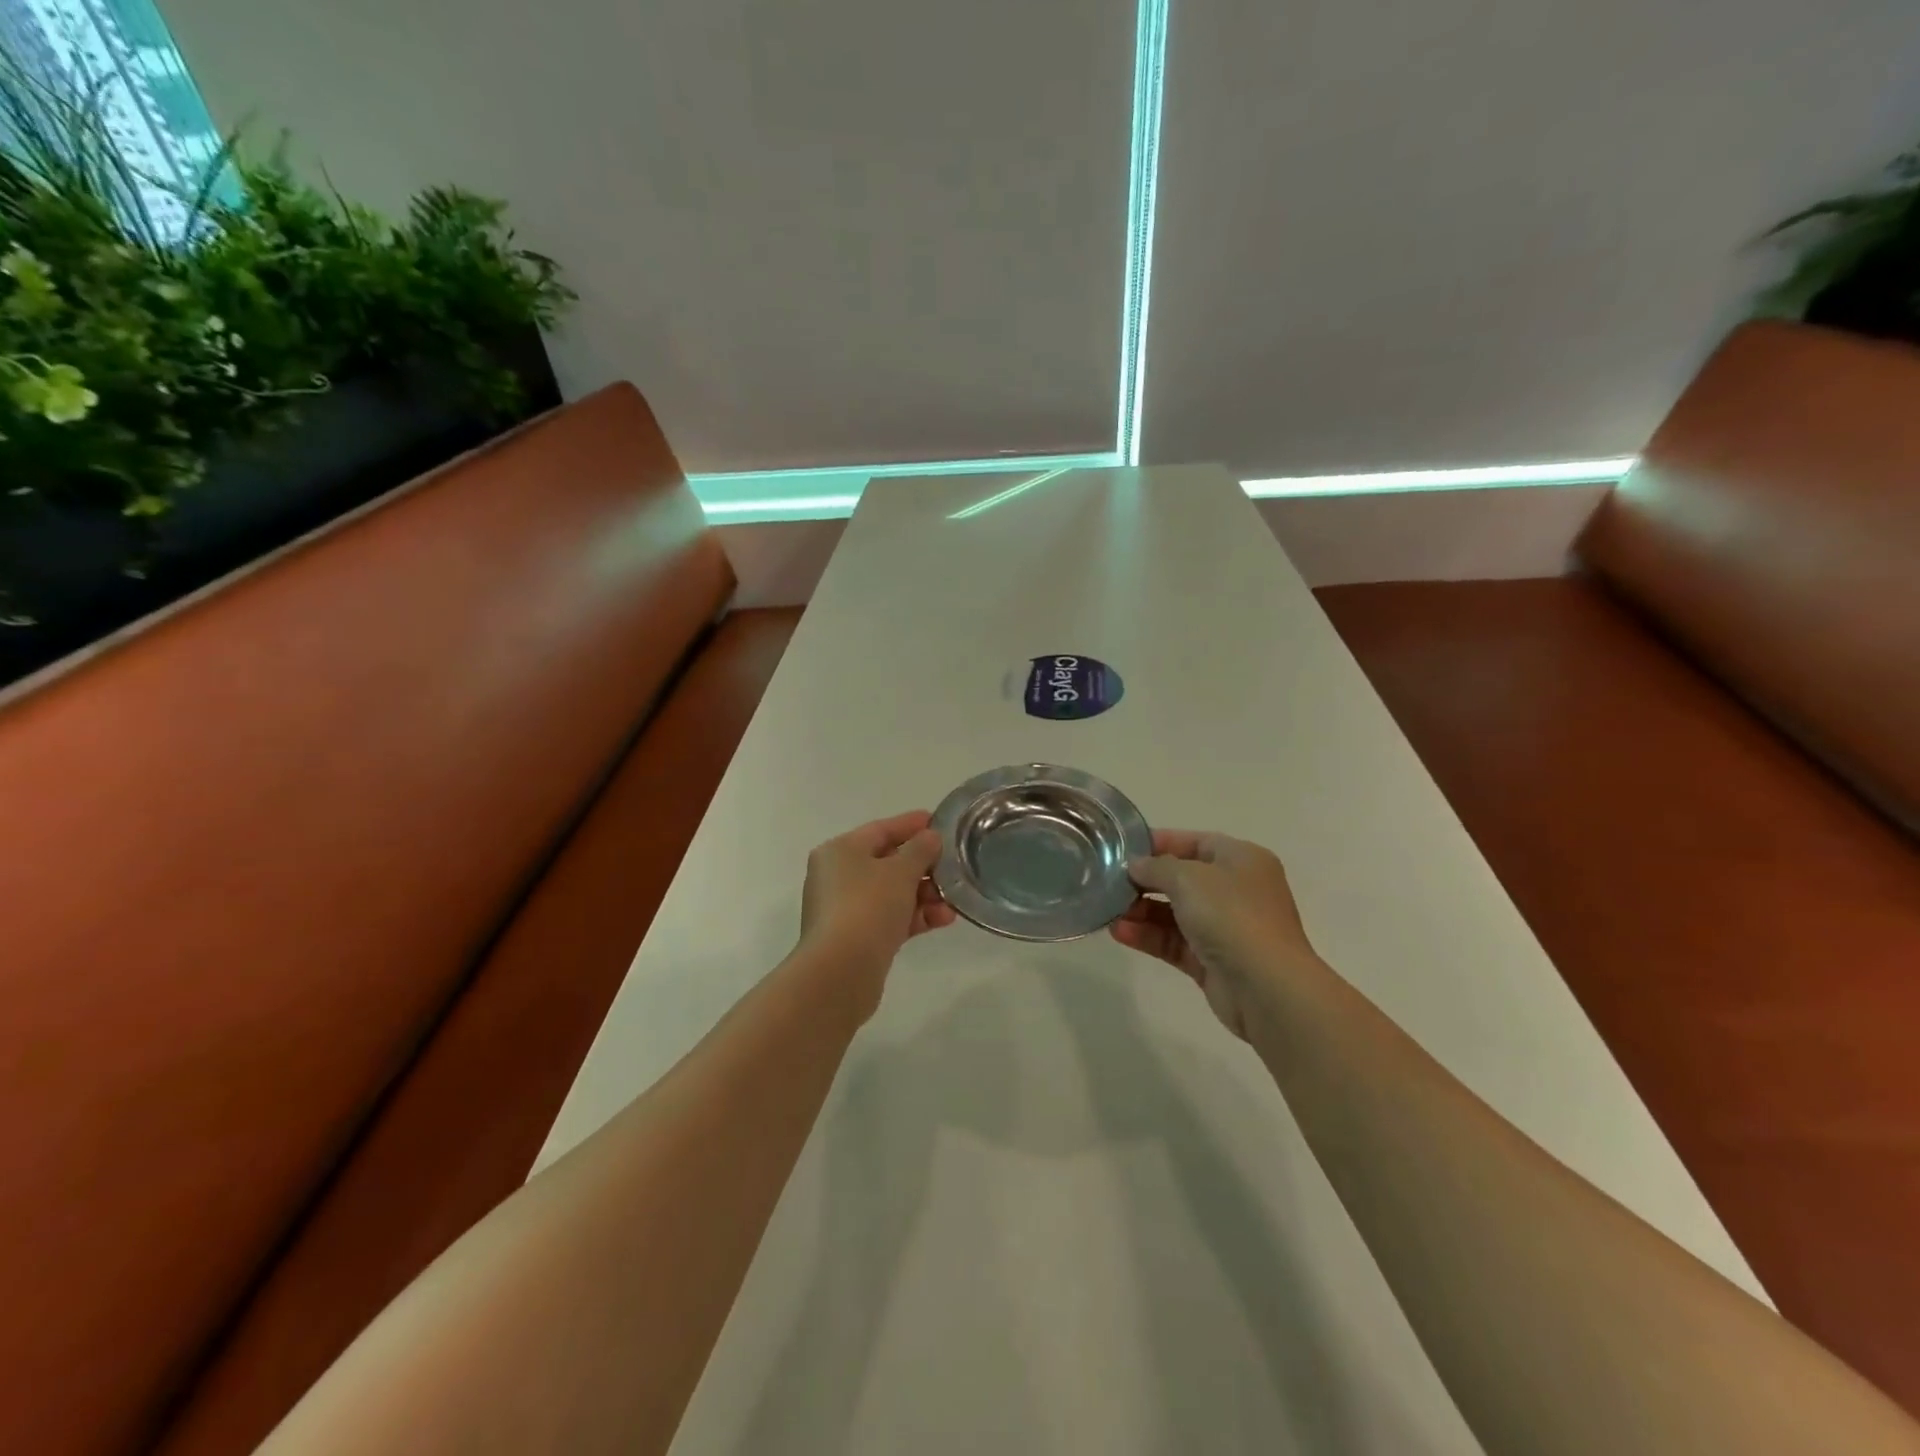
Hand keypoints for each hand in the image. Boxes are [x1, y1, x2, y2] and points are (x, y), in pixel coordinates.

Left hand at [797, 811, 955, 1014]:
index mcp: (840, 851)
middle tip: (954, 865)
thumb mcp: (900, 871)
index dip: (912, 825)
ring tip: (953, 900)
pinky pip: (890, 918)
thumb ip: (920, 849)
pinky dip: (915, 916)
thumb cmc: (868, 907)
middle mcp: (837, 876)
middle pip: (887, 862)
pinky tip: (943, 920)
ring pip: (892, 893)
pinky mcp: (856, 938)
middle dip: (923, 865)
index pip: (881, 829)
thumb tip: (930, 838)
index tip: (941, 823)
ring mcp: (845, 909)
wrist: (841, 971)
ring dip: (924, 894)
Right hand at [1110, 830, 1321, 1037]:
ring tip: (1108, 910)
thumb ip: (1156, 867)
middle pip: (1183, 879)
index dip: (1161, 843)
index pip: (1196, 842)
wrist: (1266, 987)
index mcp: (1242, 860)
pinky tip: (1119, 932)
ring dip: (1141, 910)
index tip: (1124, 849)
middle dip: (1146, 881)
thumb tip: (1136, 866)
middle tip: (1110, 881)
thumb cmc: (1231, 916)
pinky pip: (1174, 941)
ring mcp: (1226, 928)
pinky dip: (1148, 936)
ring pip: (1175, 912)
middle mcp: (1236, 890)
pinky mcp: (1213, 960)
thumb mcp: (1188, 877)